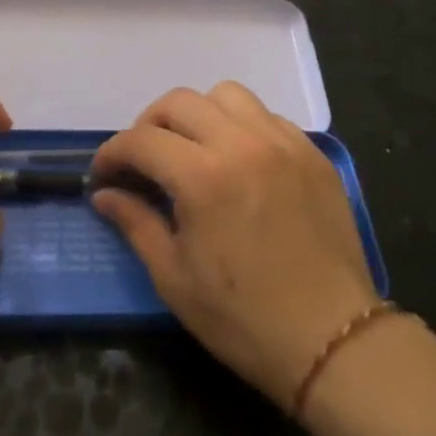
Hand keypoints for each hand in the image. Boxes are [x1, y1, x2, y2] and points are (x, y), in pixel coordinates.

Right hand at [91, 82, 380, 407]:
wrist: (333, 340)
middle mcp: (242, 144)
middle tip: (142, 160)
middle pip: (179, 102)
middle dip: (148, 125)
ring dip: (197, 114)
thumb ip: (135, 223)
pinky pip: (266, 115)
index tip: (103, 175)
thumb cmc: (243, 318)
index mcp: (202, 176)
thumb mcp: (173, 277)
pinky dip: (240, 125)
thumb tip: (104, 194)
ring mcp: (283, 143)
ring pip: (226, 95)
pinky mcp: (311, 154)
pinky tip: (238, 159)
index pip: (141, 140)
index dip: (112, 153)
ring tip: (192, 148)